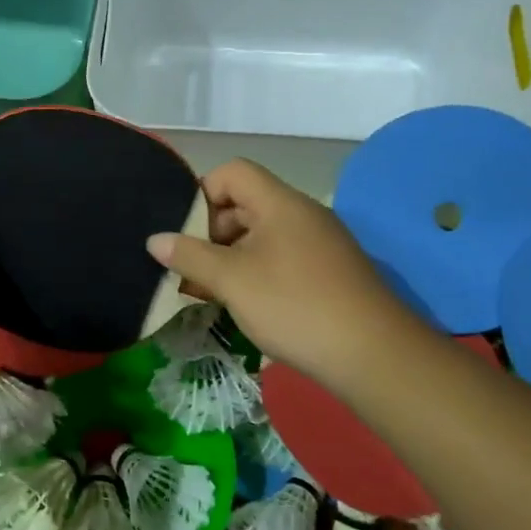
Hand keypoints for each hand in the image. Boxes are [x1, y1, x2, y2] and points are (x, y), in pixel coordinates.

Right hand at [146, 159, 427, 388]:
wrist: (376, 356)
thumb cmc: (295, 306)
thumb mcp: (232, 281)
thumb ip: (190, 256)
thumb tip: (155, 239)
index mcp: (280, 203)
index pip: (232, 173)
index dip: (202, 193)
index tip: (185, 232)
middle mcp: (301, 215)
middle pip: (244, 203)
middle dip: (210, 231)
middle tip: (191, 266)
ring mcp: (319, 244)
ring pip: (261, 235)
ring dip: (230, 256)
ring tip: (207, 290)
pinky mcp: (328, 273)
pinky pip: (280, 258)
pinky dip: (254, 272)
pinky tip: (242, 304)